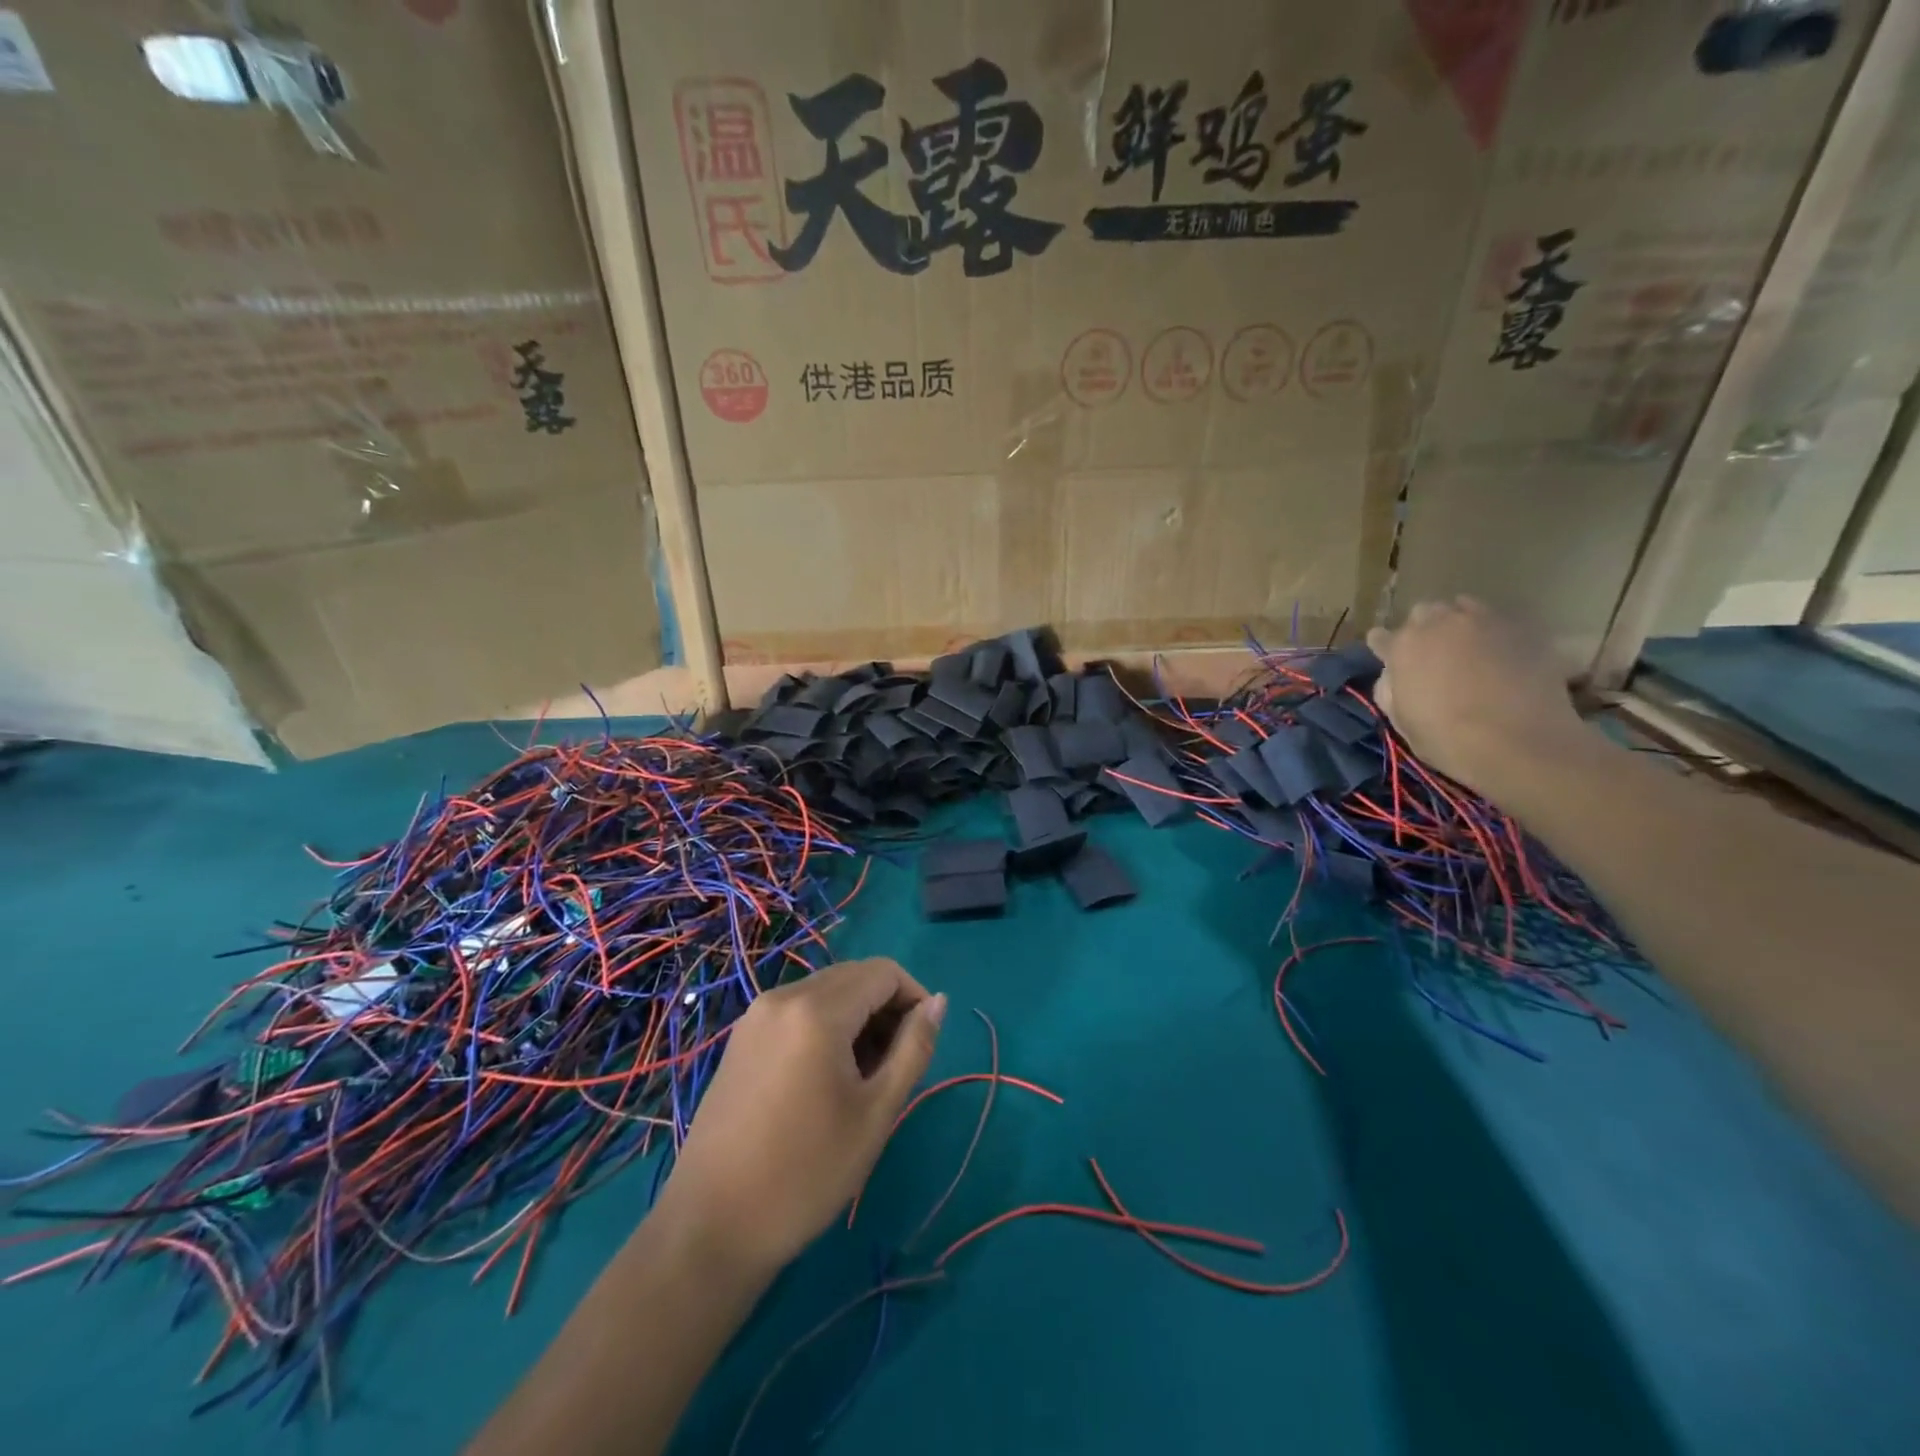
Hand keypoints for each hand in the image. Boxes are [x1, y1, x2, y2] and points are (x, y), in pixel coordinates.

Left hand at [655, 958, 945, 1275]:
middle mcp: (783, 996)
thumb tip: (938, 1002)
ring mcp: (756, 1015)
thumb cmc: (806, 1173)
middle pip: (854, 977)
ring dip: (857, 1017)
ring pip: (826, 991)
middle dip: (886, 1007)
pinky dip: (826, 1026)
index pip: (883, 972)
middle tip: (896, 1065)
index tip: (924, 1043)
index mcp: (817, 1010)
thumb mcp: (876, 1113)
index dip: (914, 997)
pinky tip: (826, 1077)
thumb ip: (914, 1048)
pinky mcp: (742, 1038)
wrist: (711, 1227)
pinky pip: (798, 1010)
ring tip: (864, 1077)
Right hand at [1367, 597, 1586, 796]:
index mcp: (1402, 648)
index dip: (1383, 648)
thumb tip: (1393, 675)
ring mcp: (1482, 621)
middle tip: (1431, 653)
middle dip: (1423, 629)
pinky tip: (1500, 653)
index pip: (1380, 637)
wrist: (1520, 741)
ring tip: (1468, 646)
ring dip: (1458, 624)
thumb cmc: (1448, 738)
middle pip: (1423, 613)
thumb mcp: (1401, 721)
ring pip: (1462, 607)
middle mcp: (1438, 624)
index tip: (1387, 657)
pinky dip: (1493, 632)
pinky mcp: (1521, 628)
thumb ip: (1389, 689)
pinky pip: (1498, 620)